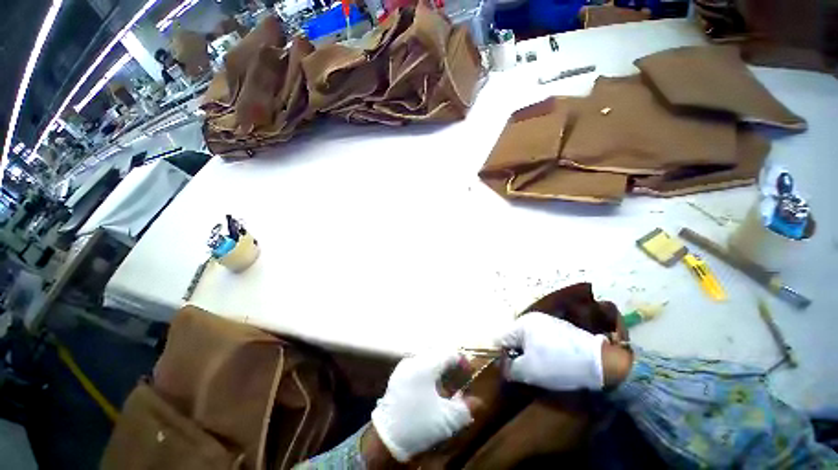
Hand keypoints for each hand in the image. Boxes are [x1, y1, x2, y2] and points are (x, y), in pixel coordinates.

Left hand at [370, 352, 479, 462]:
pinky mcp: (398, 375)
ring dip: (439, 367)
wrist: (386, 438)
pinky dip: (428, 371)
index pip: (449, 354)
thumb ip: (465, 408)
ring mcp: (404, 366)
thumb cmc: (418, 424)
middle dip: (450, 363)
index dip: (462, 361)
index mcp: (425, 365)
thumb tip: (477, 401)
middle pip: (437, 353)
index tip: (470, 372)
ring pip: (427, 358)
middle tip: (459, 377)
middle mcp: (413, 360)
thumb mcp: (446, 419)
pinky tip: (431, 387)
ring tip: (446, 383)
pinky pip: (417, 365)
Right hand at [495, 312, 607, 390]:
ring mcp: (548, 322)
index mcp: (523, 323)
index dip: (503, 356)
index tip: (511, 370)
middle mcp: (533, 318)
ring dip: (532, 354)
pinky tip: (554, 363)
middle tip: (528, 371)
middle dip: (519, 355)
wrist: (600, 361)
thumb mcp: (529, 371)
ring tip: (542, 369)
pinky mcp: (561, 329)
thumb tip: (504, 367)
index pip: (502, 338)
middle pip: (516, 338)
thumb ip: (510, 368)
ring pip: (530, 340)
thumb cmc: (558, 364)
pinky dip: (544, 351)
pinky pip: (543, 340)